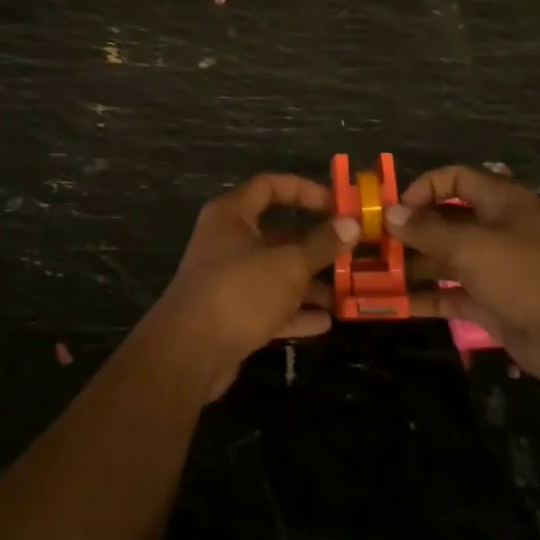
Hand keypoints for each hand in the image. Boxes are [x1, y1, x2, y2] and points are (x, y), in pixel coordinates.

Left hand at [154, 174, 357, 398]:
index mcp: (232, 215)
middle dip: (313, 246)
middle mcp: (226, 241)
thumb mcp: (289, 264)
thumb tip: (351, 224)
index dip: (304, 190)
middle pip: (276, 234)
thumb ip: (321, 244)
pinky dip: (293, 312)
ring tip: (343, 293)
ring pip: (274, 273)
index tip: (336, 204)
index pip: (270, 186)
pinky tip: (324, 323)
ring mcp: (226, 279)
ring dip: (307, 283)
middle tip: (348, 254)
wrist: (189, 352)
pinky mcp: (229, 315)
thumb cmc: (240, 291)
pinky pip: (267, 306)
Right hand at [391, 165, 539, 389]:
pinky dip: (425, 297)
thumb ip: (427, 231)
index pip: (454, 179)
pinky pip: (450, 293)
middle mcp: (494, 229)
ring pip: (444, 259)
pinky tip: (394, 303)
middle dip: (409, 230)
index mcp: (499, 202)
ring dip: (412, 265)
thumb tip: (391, 213)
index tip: (393, 208)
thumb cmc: (525, 274)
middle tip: (372, 243)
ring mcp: (491, 268)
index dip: (423, 187)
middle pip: (444, 220)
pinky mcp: (489, 303)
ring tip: (373, 273)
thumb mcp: (471, 246)